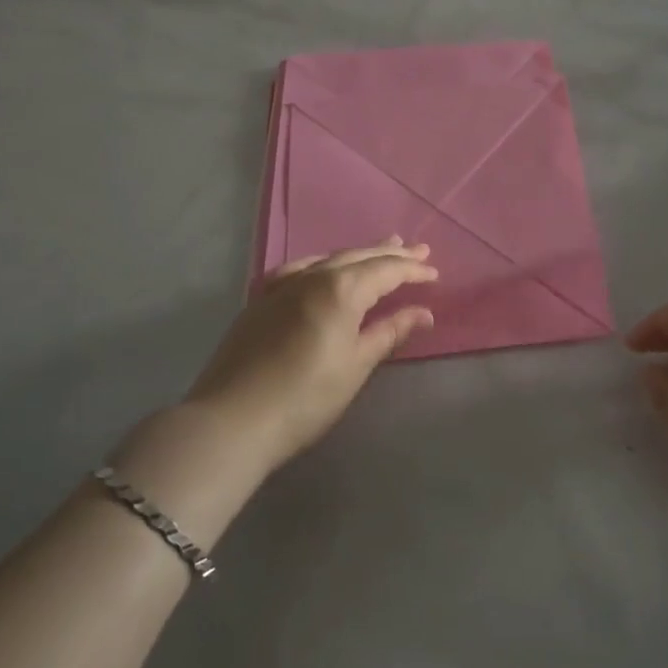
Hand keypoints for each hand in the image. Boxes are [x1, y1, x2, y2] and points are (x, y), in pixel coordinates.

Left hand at [183, 239, 436, 470]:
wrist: (233, 419)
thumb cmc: (306, 398)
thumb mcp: (356, 366)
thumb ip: (389, 332)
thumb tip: (423, 313)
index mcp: (341, 290)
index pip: (385, 271)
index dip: (412, 271)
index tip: (434, 273)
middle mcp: (312, 276)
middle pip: (358, 257)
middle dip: (390, 254)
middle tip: (417, 250)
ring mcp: (282, 285)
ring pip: (329, 258)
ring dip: (359, 254)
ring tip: (381, 248)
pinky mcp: (261, 299)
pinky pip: (299, 268)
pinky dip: (322, 263)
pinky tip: (323, 267)